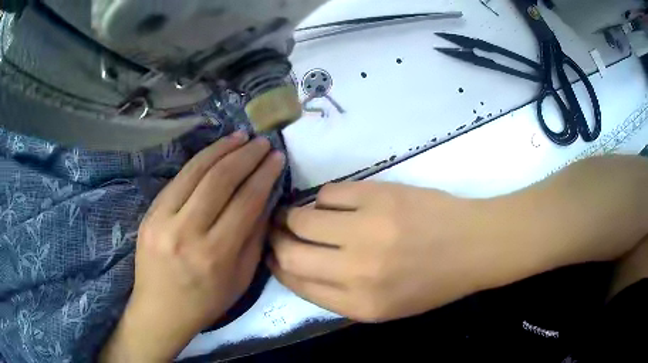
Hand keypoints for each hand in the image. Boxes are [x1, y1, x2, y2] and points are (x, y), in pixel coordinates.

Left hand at [101, 132, 284, 361]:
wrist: (160, 309)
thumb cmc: (205, 301)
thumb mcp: (241, 279)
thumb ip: (254, 237)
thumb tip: (265, 198)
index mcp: (216, 254)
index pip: (245, 202)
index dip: (264, 175)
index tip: (277, 157)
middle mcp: (187, 232)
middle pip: (220, 180)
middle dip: (246, 155)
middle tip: (262, 142)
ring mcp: (163, 219)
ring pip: (196, 172)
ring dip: (221, 149)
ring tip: (240, 136)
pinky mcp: (149, 213)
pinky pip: (177, 179)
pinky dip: (199, 160)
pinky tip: (213, 151)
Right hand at [269, 182, 505, 322]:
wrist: (472, 246)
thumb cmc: (431, 282)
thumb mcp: (384, 306)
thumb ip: (337, 294)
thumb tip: (295, 265)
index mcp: (359, 304)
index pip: (297, 282)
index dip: (278, 266)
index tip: (272, 254)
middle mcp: (357, 270)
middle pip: (291, 251)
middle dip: (275, 238)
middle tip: (276, 229)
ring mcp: (368, 229)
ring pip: (303, 216)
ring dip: (295, 215)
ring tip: (301, 213)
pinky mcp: (379, 196)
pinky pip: (330, 193)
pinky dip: (325, 198)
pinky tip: (336, 203)